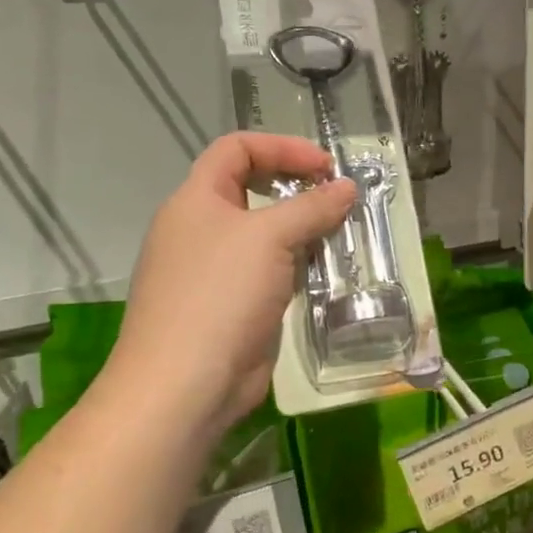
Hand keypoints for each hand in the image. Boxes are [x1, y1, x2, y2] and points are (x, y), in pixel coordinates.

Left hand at [109, 133, 355, 430]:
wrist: (185, 384)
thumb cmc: (220, 294)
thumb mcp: (269, 238)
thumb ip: (311, 207)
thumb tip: (347, 187)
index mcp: (196, 200)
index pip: (236, 149)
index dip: (282, 148)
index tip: (326, 167)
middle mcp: (202, 230)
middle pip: (253, 191)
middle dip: (298, 190)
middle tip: (339, 201)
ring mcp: (216, 271)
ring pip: (266, 236)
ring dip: (304, 232)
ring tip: (342, 237)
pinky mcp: (233, 306)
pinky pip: (271, 273)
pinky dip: (298, 267)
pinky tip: (326, 276)